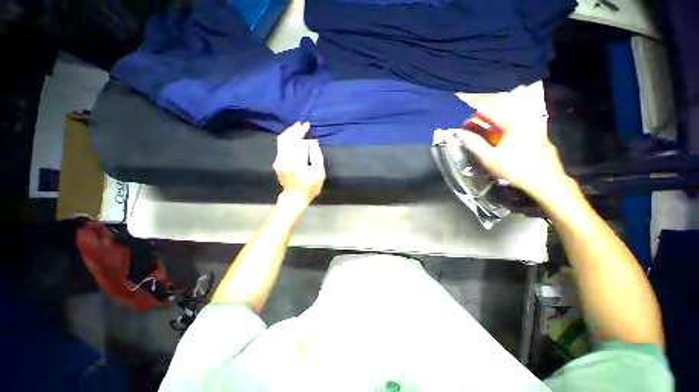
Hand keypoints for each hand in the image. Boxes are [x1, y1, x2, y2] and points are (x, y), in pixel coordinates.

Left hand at [273, 122, 325, 205]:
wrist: (294, 197)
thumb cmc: (309, 187)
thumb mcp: (319, 174)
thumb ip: (317, 156)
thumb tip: (313, 142)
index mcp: (295, 162)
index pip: (297, 141)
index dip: (301, 132)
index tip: (307, 125)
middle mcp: (284, 159)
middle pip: (286, 139)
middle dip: (294, 129)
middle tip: (302, 124)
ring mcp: (278, 161)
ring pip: (281, 141)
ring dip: (289, 133)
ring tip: (297, 127)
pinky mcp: (277, 162)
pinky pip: (280, 146)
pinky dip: (287, 139)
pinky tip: (292, 136)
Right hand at [453, 112, 572, 201]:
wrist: (546, 183)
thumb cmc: (515, 169)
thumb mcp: (488, 157)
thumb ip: (473, 143)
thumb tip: (459, 133)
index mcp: (513, 123)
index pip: (489, 112)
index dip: (473, 117)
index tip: (463, 125)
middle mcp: (525, 122)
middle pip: (499, 118)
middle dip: (483, 124)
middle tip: (470, 132)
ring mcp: (535, 130)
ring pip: (509, 126)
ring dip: (493, 130)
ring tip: (482, 138)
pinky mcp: (540, 140)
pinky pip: (518, 133)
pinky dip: (505, 135)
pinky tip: (501, 146)